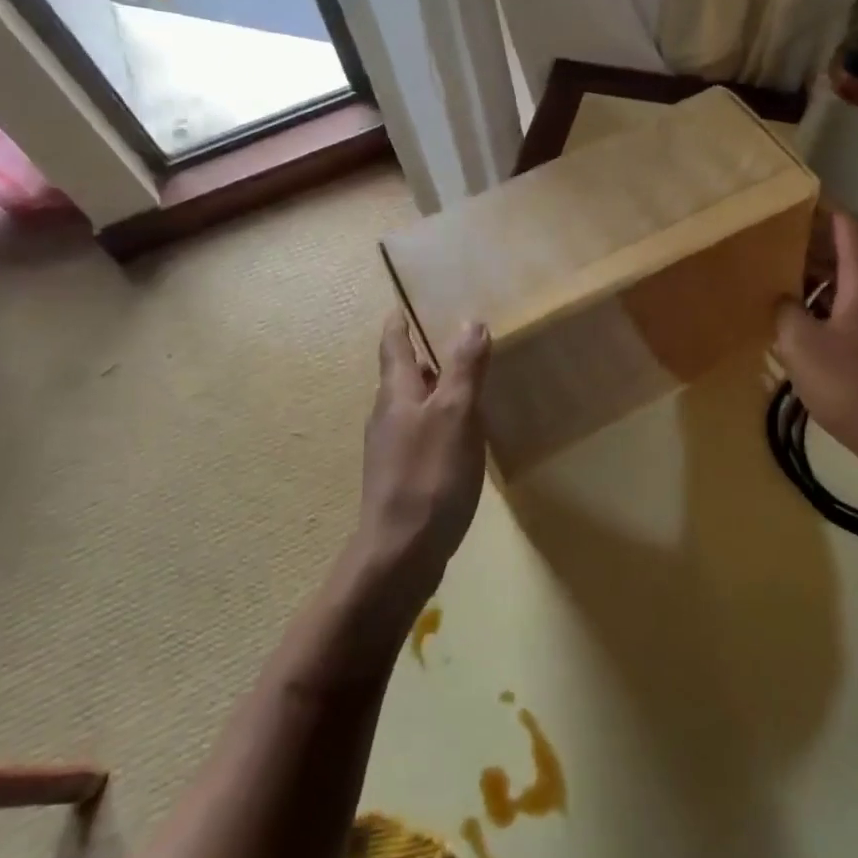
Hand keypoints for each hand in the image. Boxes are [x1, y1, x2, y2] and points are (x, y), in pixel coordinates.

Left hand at [358, 314, 491, 597]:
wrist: (401, 551)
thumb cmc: (430, 474)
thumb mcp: (456, 414)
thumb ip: (464, 368)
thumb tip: (470, 321)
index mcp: (396, 394)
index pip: (393, 346)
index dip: (398, 324)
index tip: (402, 306)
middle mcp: (387, 416)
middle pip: (400, 376)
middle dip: (418, 357)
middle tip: (445, 340)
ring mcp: (391, 449)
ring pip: (410, 407)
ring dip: (429, 390)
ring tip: (458, 383)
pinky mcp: (401, 477)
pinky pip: (419, 435)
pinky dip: (436, 422)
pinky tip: (457, 435)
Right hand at [774, 212, 857, 463]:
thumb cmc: (851, 384)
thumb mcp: (801, 345)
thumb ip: (785, 311)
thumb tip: (782, 299)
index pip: (846, 228)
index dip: (822, 210)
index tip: (794, 199)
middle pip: (847, 255)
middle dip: (811, 245)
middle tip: (773, 241)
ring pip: (849, 285)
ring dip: (817, 278)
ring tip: (779, 277)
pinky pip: (853, 310)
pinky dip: (827, 304)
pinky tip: (802, 320)